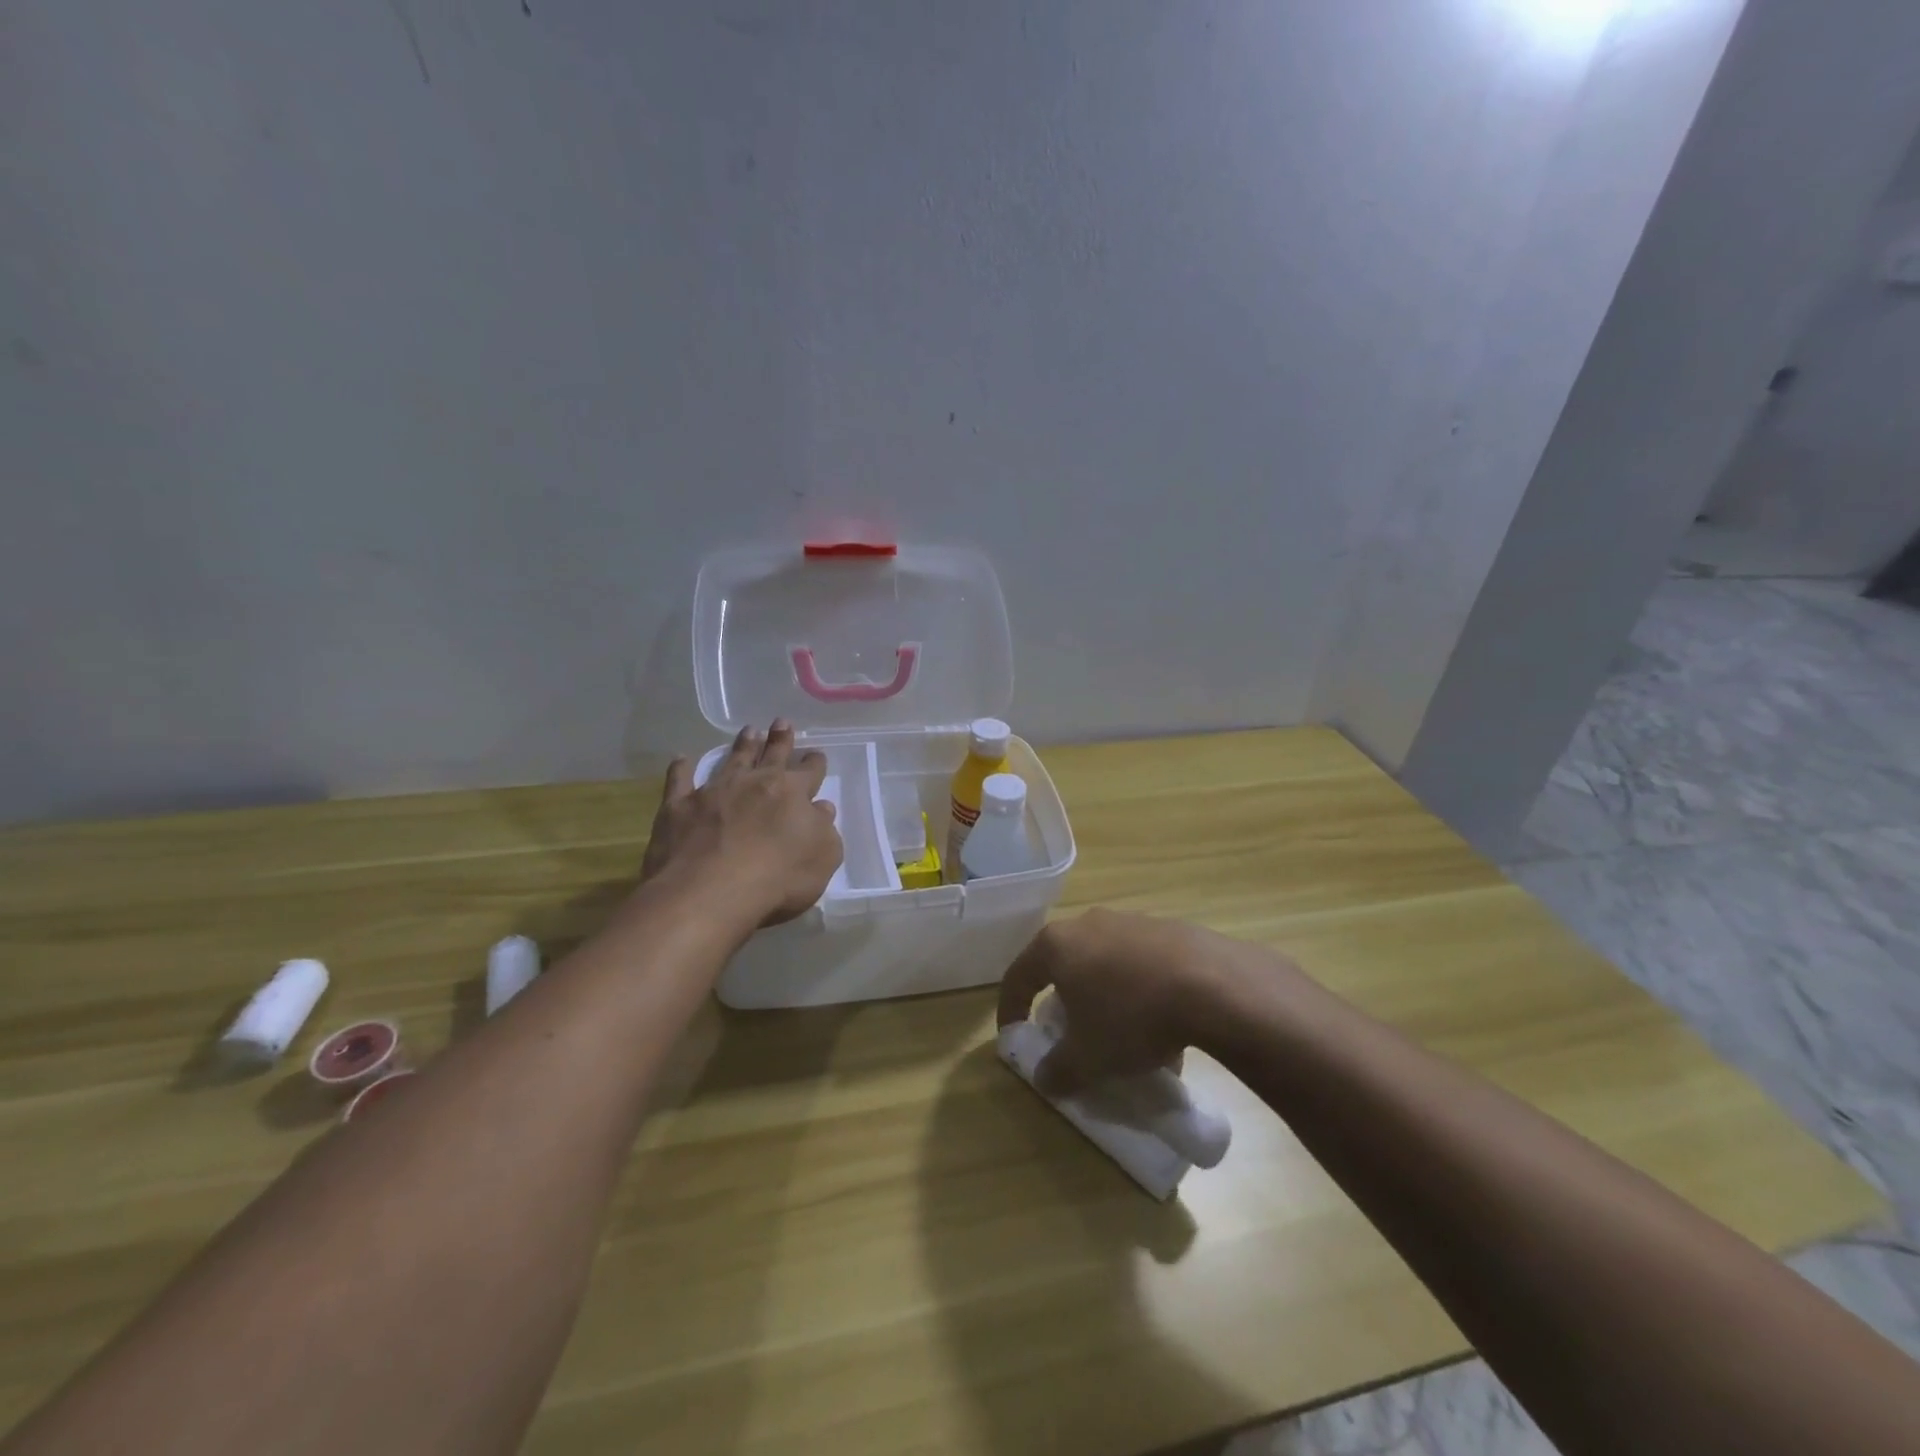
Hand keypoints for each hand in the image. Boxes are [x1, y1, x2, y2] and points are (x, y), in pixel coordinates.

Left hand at [642, 720, 842, 925]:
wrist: (708, 891)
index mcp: (793, 793)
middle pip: (772, 754)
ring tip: (748, 731)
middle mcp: (755, 783)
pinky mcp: (679, 806)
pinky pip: (679, 780)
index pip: (809, 771)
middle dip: (780, 739)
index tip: (816, 756)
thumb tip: (821, 808)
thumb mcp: (822, 859)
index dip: (815, 763)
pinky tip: (681, 759)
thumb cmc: (776, 879)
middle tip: (781, 723)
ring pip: (732, 759)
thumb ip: (825, 830)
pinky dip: (681, 769)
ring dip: (742, 745)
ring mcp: (714, 791)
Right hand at [996, 909, 1273, 1092]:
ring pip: (1102, 962)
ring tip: (1119, 1034)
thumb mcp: (1087, 1057)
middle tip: (1067, 1034)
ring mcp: (1129, 922)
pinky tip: (1159, 1024)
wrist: (1212, 984)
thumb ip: (1058, 1069)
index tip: (1013, 1038)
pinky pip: (1138, 963)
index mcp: (1056, 945)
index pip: (1018, 976)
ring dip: (1102, 996)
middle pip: (1061, 964)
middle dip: (1061, 1001)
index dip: (1010, 1010)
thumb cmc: (1131, 1016)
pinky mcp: (1166, 929)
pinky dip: (1137, 991)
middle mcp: (1087, 924)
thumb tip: (1045, 1078)